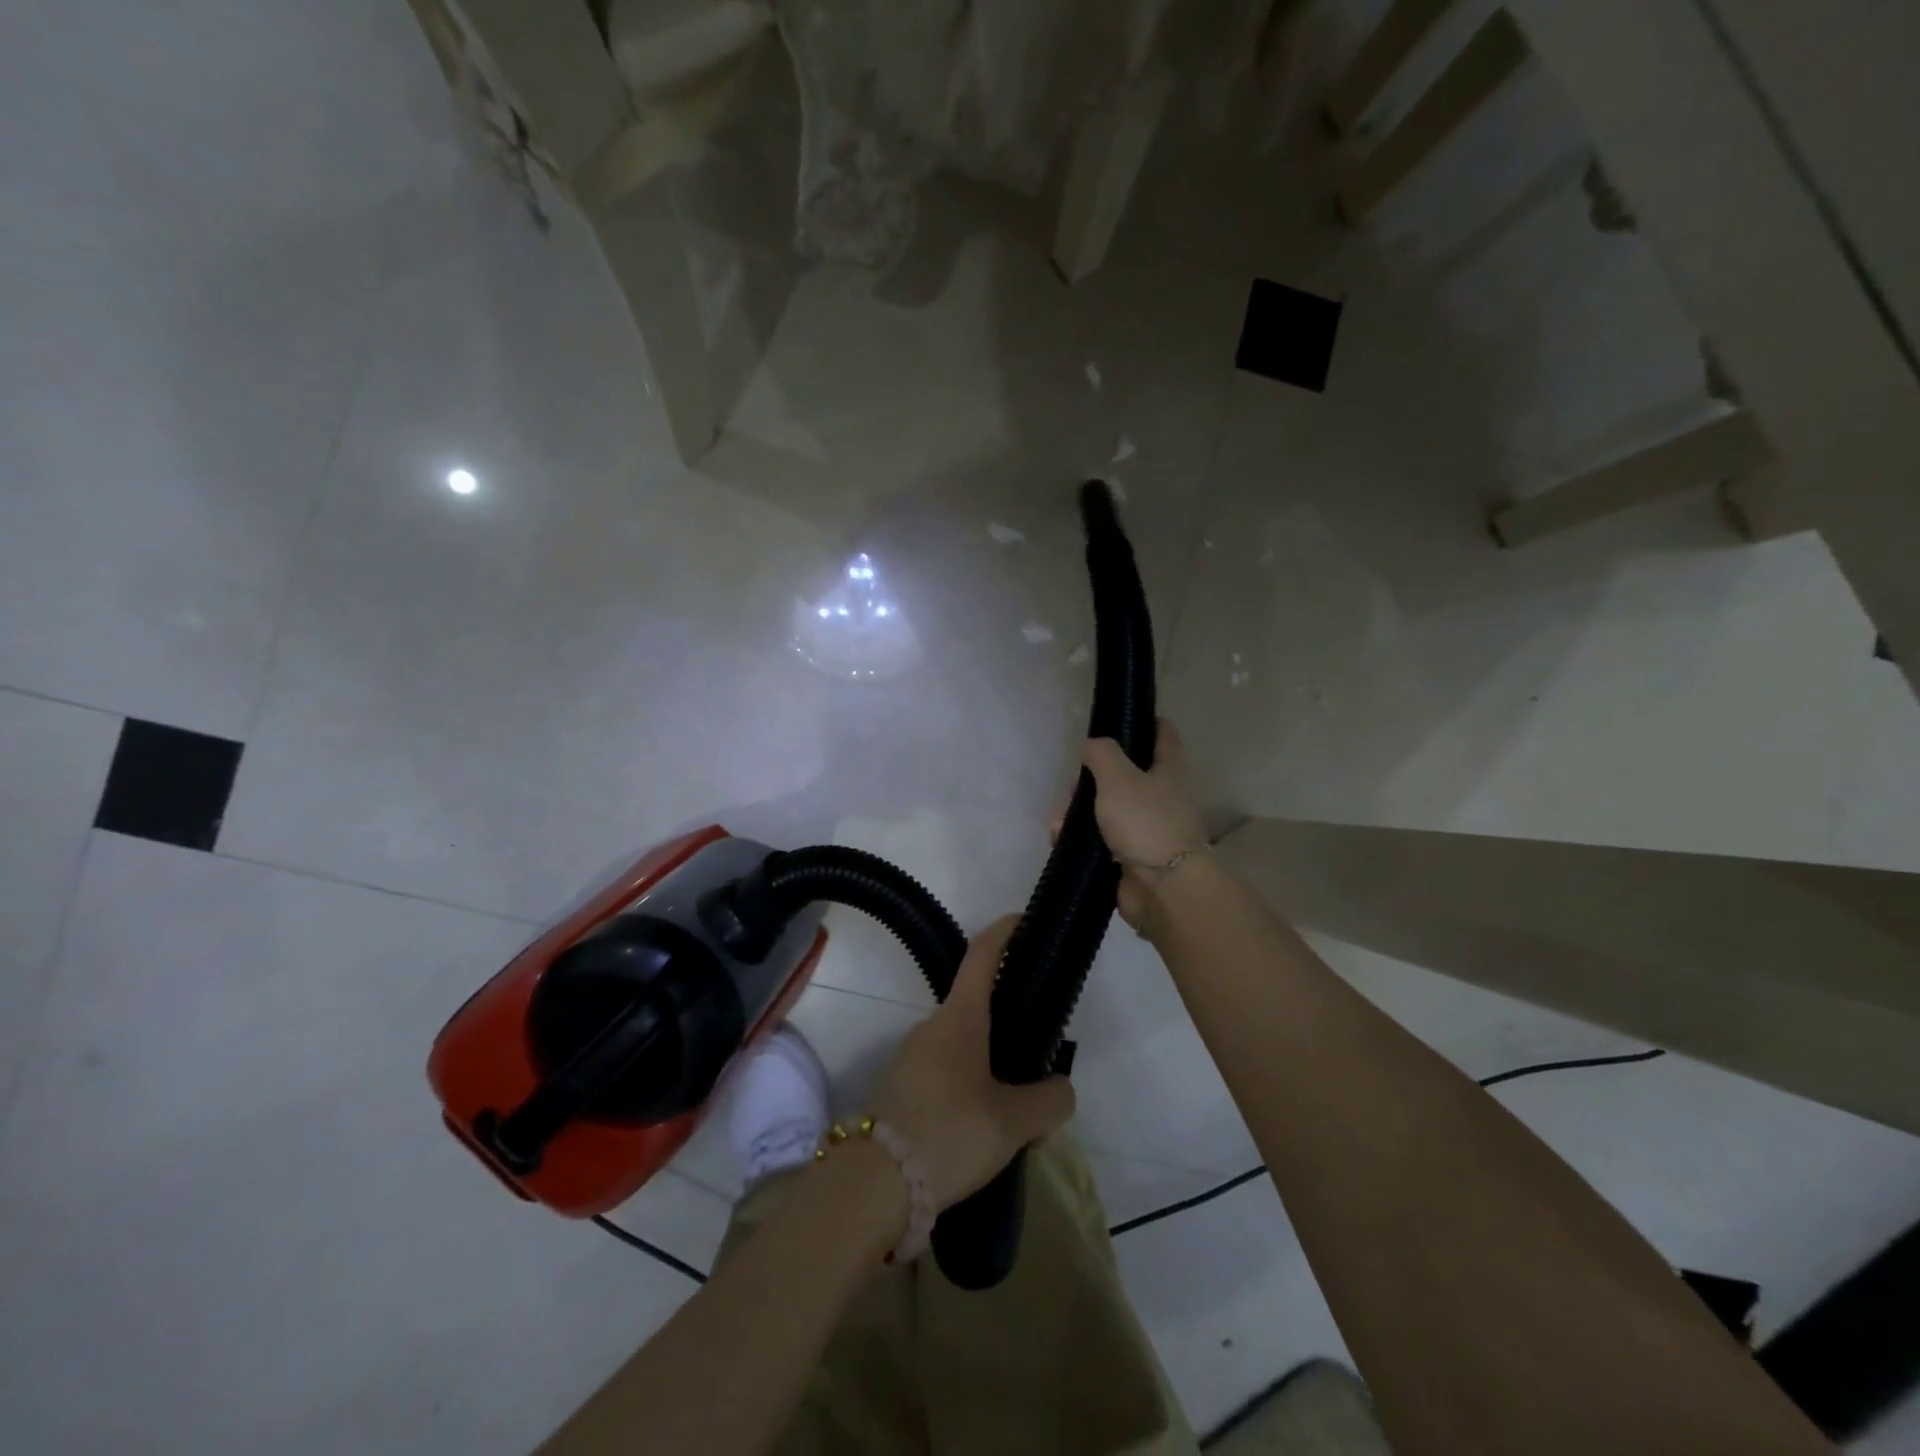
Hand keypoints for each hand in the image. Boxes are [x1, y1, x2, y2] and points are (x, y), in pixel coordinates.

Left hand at [869, 915, 1075, 1211]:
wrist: (873, 1186)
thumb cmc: (949, 1132)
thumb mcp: (1014, 1121)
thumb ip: (1051, 1100)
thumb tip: (1059, 1091)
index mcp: (960, 1018)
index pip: (983, 955)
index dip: (1005, 931)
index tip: (1024, 920)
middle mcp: (934, 1028)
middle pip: (984, 1013)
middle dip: (1017, 1038)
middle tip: (1044, 1079)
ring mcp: (914, 1059)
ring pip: (970, 1054)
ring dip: (999, 1080)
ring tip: (1022, 1134)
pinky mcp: (904, 1091)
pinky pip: (951, 1080)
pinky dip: (976, 1099)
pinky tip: (989, 1145)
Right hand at [1077, 719, 1207, 930]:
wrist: (1163, 889)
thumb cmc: (1145, 823)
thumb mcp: (1118, 777)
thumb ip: (1101, 754)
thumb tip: (1091, 747)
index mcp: (1167, 770)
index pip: (1162, 734)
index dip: (1144, 722)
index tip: (1115, 721)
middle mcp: (1160, 796)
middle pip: (1122, 775)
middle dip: (1090, 780)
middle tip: (1071, 790)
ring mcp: (1145, 828)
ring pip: (1105, 809)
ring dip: (1077, 814)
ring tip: (1058, 825)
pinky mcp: (1130, 856)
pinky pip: (1099, 840)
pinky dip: (1080, 840)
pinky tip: (1060, 841)